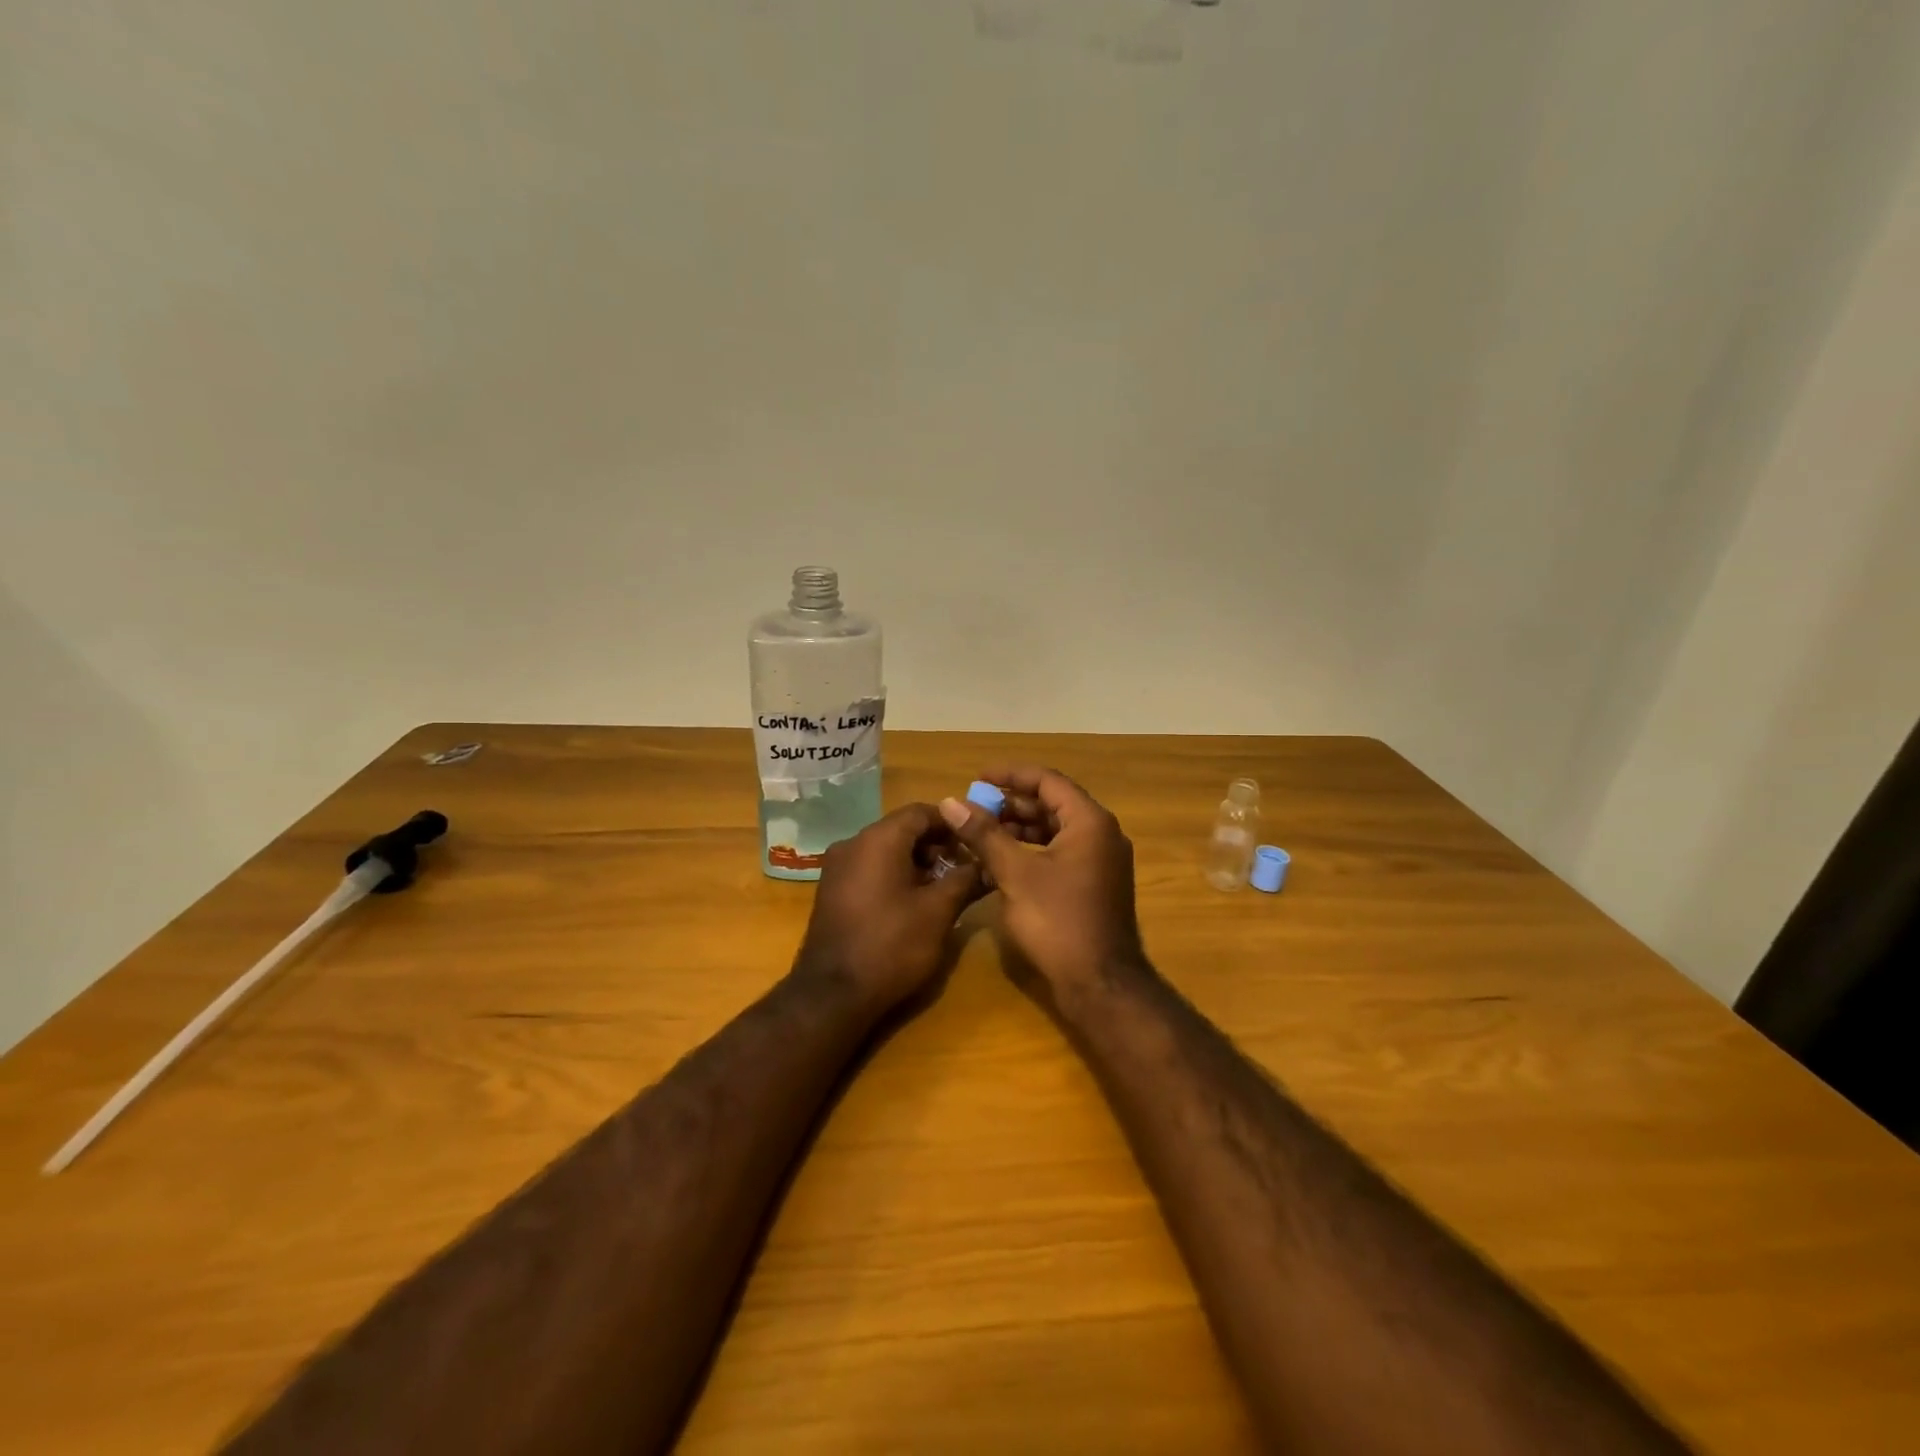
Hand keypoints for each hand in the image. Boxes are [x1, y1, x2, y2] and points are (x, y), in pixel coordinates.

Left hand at [792, 803, 980, 1012]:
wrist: (832, 994)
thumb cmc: (891, 945)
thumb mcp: (938, 912)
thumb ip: (965, 880)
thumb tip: (989, 864)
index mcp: (879, 839)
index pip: (921, 812)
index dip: (953, 823)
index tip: (977, 841)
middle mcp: (853, 843)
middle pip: (902, 829)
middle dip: (936, 844)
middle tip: (965, 867)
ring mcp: (837, 867)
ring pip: (885, 849)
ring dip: (917, 861)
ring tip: (944, 887)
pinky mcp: (831, 890)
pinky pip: (869, 868)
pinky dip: (894, 874)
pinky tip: (913, 901)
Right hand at [938, 767, 1144, 999]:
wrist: (1100, 984)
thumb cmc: (1057, 921)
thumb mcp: (1015, 874)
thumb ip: (984, 834)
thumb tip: (950, 802)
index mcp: (1090, 821)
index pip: (1047, 781)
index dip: (1010, 775)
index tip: (976, 778)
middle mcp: (1102, 834)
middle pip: (1053, 804)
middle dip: (1012, 804)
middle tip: (975, 808)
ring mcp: (1101, 860)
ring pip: (1056, 830)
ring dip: (1020, 828)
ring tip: (982, 832)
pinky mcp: (1095, 883)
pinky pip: (1061, 851)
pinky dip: (1032, 849)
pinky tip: (1003, 860)